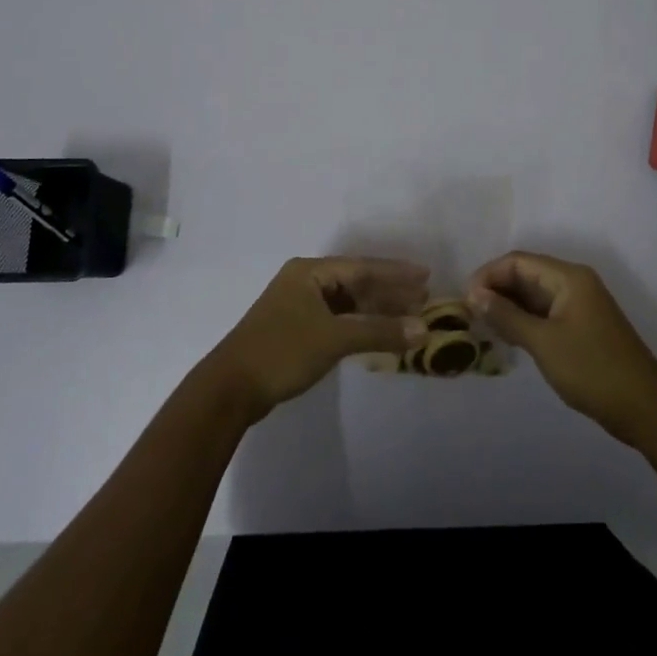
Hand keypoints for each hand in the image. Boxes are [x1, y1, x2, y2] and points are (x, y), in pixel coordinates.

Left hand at [210, 257, 430, 421]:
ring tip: (409, 316)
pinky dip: (360, 324)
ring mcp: (299, 306)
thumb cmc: (282, 352)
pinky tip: (379, 332)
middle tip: (423, 298)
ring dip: (376, 309)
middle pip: (355, 282)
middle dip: (389, 291)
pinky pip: (338, 319)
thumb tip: (423, 329)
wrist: (230, 388)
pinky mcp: (297, 329)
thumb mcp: (334, 339)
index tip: (426, 276)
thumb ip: (379, 331)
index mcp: (309, 272)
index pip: (362, 266)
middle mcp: (304, 281)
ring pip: (347, 302)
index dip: (396, 272)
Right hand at [467, 251, 656, 443]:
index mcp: (568, 277)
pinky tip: (506, 336)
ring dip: (508, 306)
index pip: (518, 261)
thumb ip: (507, 316)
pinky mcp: (581, 327)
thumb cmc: (591, 369)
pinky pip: (545, 312)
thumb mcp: (543, 342)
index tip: (465, 300)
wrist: (643, 407)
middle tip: (469, 314)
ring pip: (534, 295)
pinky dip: (524, 320)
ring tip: (482, 326)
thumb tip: (474, 295)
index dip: (488, 275)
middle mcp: (574, 283)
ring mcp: (580, 305)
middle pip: (526, 274)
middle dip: (496, 290)